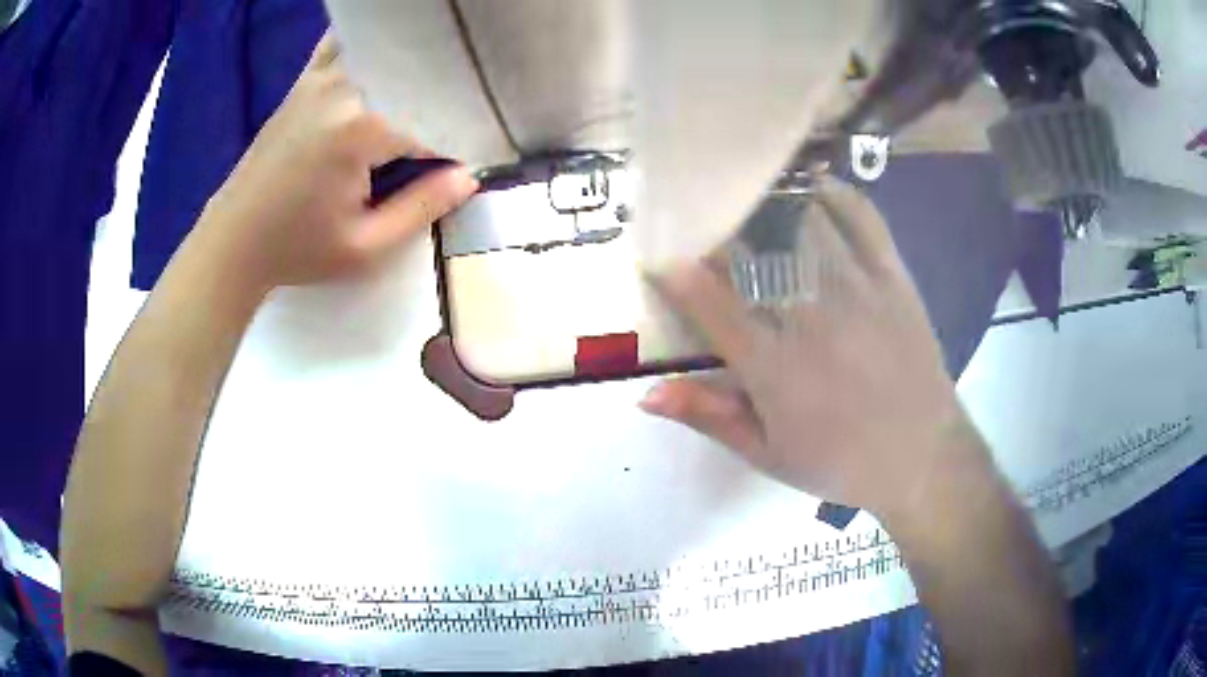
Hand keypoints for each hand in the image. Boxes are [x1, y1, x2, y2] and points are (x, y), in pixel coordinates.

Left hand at [194, 33, 478, 292]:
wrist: (232, 241)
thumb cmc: (296, 250)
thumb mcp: (365, 248)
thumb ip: (422, 208)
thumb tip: (469, 176)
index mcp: (361, 127)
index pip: (435, 116)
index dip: (462, 136)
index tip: (474, 157)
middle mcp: (344, 87)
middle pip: (416, 72)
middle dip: (445, 92)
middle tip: (463, 118)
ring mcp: (321, 77)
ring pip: (384, 49)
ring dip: (414, 63)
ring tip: (432, 85)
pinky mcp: (305, 81)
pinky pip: (345, 43)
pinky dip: (369, 43)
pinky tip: (384, 55)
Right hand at [641, 178, 989, 518]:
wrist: (923, 456)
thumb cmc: (840, 462)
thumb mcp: (768, 454)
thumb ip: (709, 416)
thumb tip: (645, 394)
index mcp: (776, 368)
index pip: (713, 305)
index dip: (678, 274)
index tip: (659, 256)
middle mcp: (814, 318)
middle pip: (754, 252)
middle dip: (718, 230)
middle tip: (698, 217)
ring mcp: (858, 289)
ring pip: (803, 223)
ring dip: (768, 203)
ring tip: (747, 191)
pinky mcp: (893, 277)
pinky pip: (862, 218)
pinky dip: (834, 194)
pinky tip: (811, 187)